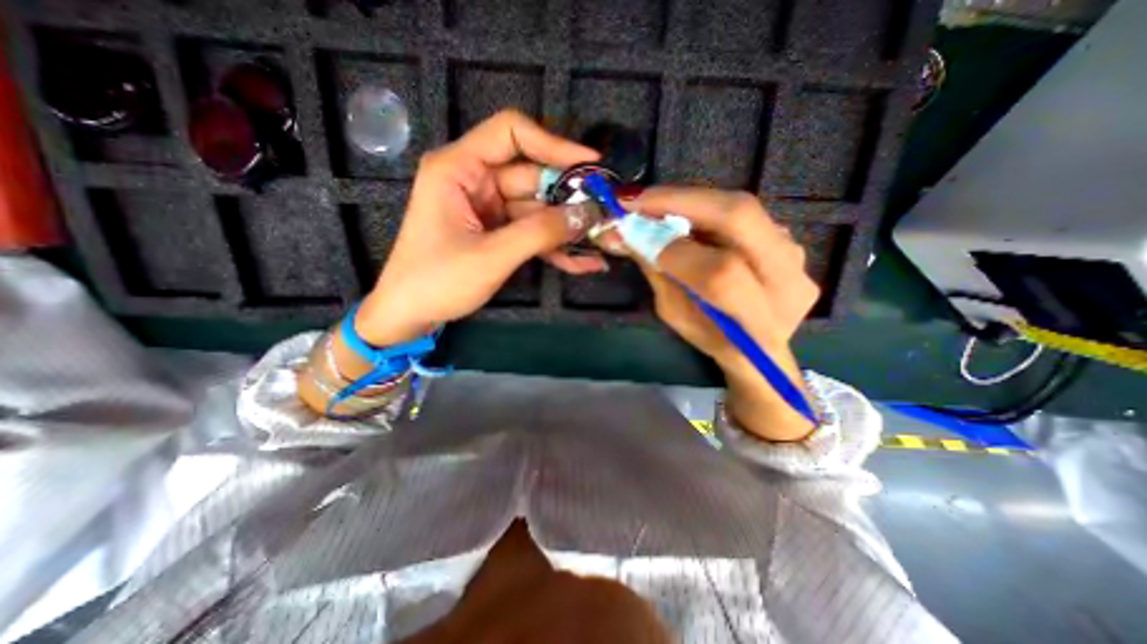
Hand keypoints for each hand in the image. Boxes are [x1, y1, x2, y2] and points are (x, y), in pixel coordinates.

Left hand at [358, 111, 608, 345]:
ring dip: (568, 229)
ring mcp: (488, 209)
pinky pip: (531, 233)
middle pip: (533, 177)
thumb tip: (587, 214)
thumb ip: (540, 233)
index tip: (591, 163)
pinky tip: (584, 263)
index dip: (554, 144)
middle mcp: (475, 181)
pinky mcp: (497, 233)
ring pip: (538, 209)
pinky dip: (555, 247)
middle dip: (570, 198)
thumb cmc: (437, 281)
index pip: (511, 134)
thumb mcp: (491, 256)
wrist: (410, 315)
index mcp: (459, 169)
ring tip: (603, 242)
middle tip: (607, 214)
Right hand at [624, 183, 820, 439]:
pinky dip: (707, 209)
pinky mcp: (792, 241)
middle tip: (639, 200)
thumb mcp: (676, 315)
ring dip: (691, 202)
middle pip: (740, 218)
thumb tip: (618, 235)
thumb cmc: (710, 339)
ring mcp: (796, 256)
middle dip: (682, 201)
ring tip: (657, 206)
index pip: (719, 272)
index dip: (672, 249)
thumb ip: (655, 272)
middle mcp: (788, 281)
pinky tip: (685, 216)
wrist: (760, 347)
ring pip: (742, 209)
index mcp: (758, 322)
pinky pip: (745, 215)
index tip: (632, 232)